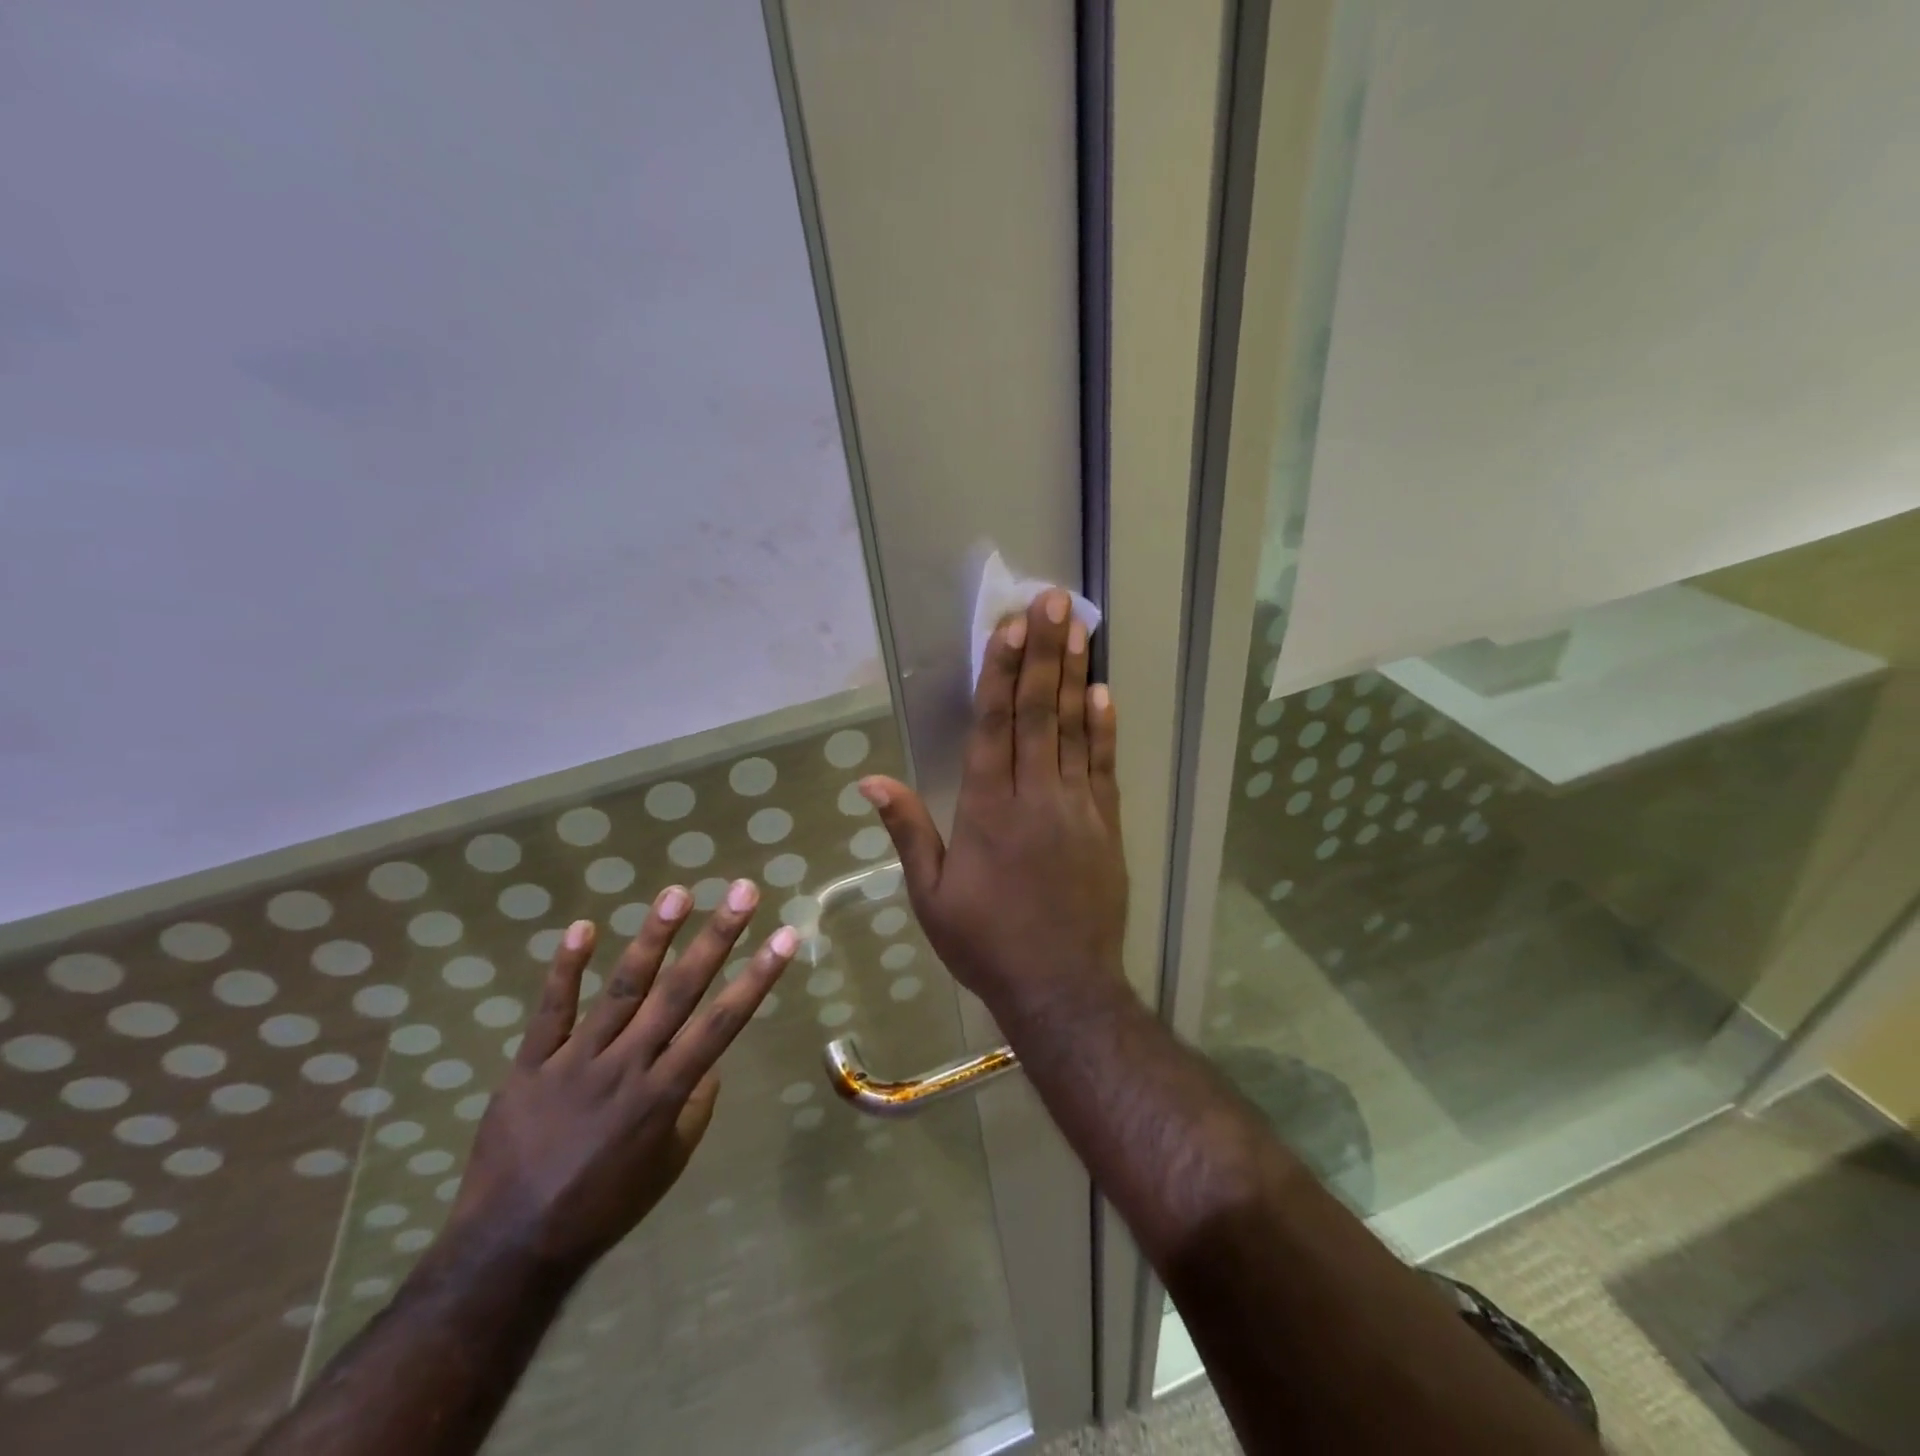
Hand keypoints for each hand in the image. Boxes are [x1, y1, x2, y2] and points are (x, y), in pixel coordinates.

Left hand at [444, 882, 796, 1276]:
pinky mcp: (530, 1064)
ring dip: (652, 938)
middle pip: (679, 991)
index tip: (785, 935)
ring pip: (621, 989)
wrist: (509, 1248)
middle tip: (742, 891)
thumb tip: (710, 1062)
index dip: (757, 977)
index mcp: (665, 1094)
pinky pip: (550, 1011)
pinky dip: (565, 969)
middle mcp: (627, 1066)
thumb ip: (694, 1107)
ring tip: (677, 893)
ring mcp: (575, 1061)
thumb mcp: (668, 1164)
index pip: (723, 1023)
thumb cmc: (603, 1207)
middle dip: (716, 937)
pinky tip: (583, 927)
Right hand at [860, 588, 1127, 1021]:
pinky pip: (1104, 765)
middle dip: (1043, 654)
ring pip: (1075, 728)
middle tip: (1052, 602)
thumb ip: (907, 830)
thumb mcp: (931, 894)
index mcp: (986, 808)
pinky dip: (1104, 727)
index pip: (993, 725)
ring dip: (1075, 675)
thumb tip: (869, 779)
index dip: (1001, 672)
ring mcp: (1076, 807)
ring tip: (1078, 627)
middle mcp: (1033, 796)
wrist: (1060, 987)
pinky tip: (1103, 692)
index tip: (1009, 627)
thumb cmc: (985, 943)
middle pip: (1039, 712)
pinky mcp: (1106, 824)